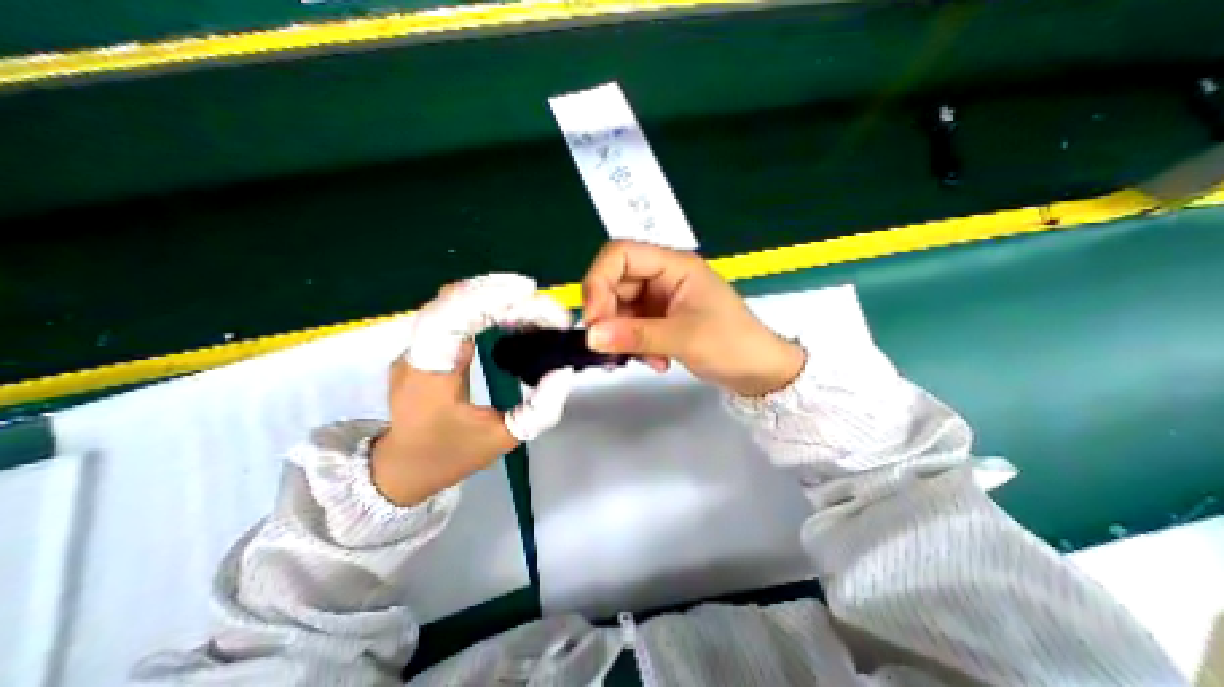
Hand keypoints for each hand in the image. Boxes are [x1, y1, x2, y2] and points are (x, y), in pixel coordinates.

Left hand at [370, 274, 570, 502]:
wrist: (402, 467)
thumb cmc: (451, 455)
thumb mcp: (504, 439)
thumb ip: (540, 408)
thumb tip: (563, 370)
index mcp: (429, 379)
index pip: (450, 320)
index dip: (487, 298)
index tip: (528, 293)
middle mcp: (414, 354)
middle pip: (452, 303)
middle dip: (500, 294)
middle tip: (542, 303)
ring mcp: (414, 347)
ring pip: (449, 302)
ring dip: (492, 295)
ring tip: (530, 301)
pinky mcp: (422, 345)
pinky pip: (452, 312)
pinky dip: (483, 304)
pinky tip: (509, 309)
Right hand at [579, 240, 803, 396]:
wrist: (759, 372)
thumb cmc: (731, 345)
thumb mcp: (683, 338)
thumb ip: (635, 336)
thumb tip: (590, 336)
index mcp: (674, 265)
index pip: (620, 254)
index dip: (598, 281)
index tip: (594, 320)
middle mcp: (663, 276)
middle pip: (614, 282)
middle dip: (608, 316)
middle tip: (609, 347)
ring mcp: (660, 298)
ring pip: (619, 308)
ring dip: (623, 336)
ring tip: (647, 360)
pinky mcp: (660, 318)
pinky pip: (630, 325)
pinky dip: (633, 344)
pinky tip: (655, 362)